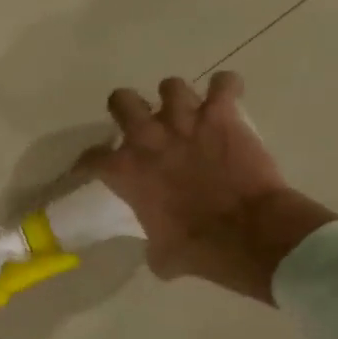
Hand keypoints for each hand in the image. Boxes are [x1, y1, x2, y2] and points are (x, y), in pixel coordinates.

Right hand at [77, 74, 337, 302]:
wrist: (246, 233)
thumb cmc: (198, 249)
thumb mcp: (162, 255)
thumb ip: (153, 242)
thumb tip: (159, 248)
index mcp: (127, 171)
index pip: (92, 158)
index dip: (90, 162)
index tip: (94, 167)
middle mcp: (149, 137)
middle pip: (122, 100)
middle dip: (129, 108)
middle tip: (142, 123)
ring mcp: (186, 120)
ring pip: (171, 86)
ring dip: (178, 99)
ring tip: (189, 112)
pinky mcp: (222, 113)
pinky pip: (224, 84)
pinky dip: (226, 89)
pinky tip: (228, 98)